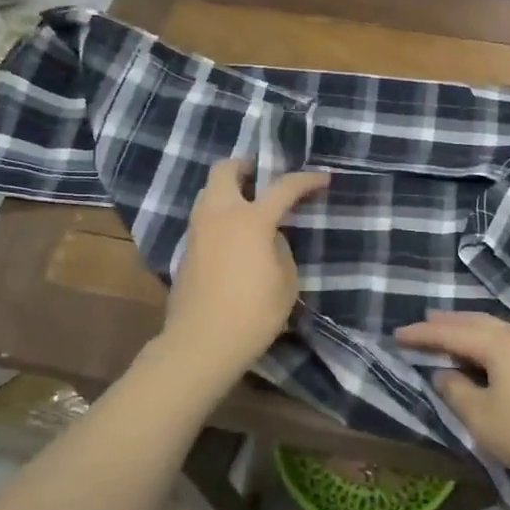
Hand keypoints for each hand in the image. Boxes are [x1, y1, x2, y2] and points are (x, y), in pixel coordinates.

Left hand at [161, 159, 328, 378]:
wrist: (201, 343)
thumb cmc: (253, 313)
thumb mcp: (286, 281)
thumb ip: (281, 249)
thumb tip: (270, 237)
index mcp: (250, 219)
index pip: (283, 187)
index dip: (306, 180)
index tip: (323, 178)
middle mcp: (219, 215)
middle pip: (224, 170)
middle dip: (245, 166)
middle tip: (262, 177)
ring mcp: (198, 232)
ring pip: (208, 193)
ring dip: (228, 191)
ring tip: (249, 207)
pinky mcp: (186, 251)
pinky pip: (203, 220)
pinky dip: (219, 217)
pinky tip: (234, 238)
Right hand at [394, 312, 509, 483]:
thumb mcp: (483, 419)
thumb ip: (457, 392)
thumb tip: (444, 374)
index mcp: (497, 345)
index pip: (450, 333)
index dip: (422, 335)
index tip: (397, 335)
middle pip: (476, 322)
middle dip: (447, 323)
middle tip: (424, 323)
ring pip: (496, 329)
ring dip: (470, 329)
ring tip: (453, 333)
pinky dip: (489, 340)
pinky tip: (490, 354)